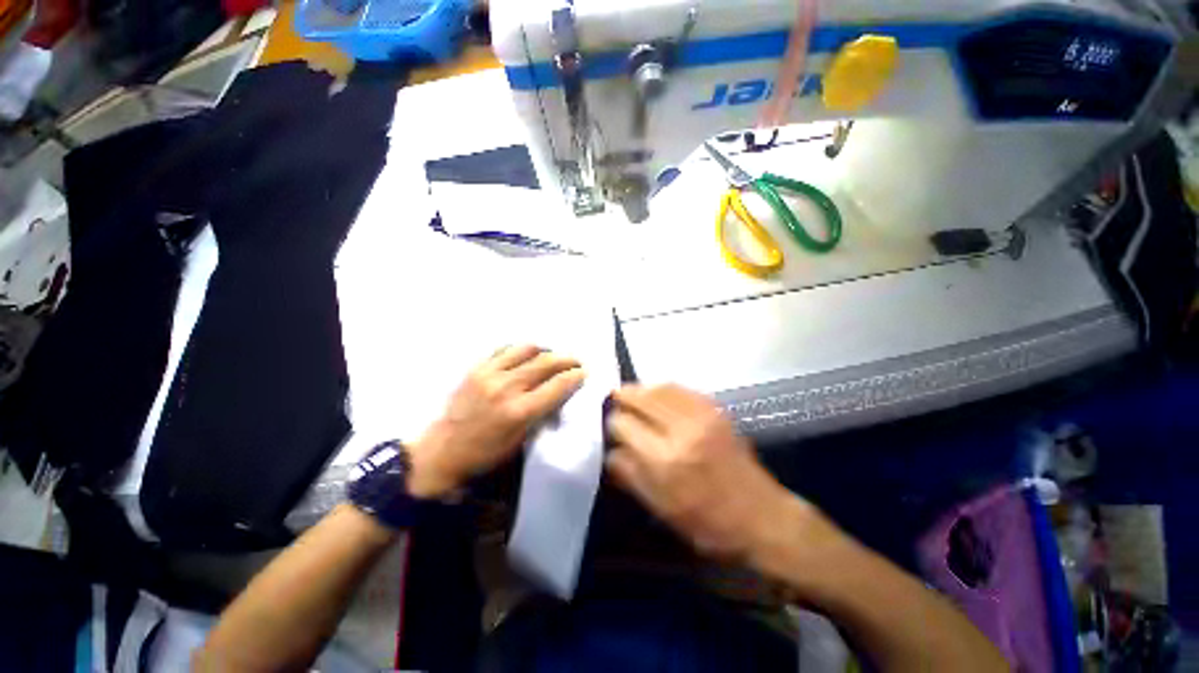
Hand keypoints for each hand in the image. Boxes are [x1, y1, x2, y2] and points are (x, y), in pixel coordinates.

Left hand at [407, 345, 585, 498]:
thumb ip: (542, 414)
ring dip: (545, 350)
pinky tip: (527, 355)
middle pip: (546, 363)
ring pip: (527, 349)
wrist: (442, 450)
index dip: (575, 376)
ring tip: (552, 355)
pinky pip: (505, 349)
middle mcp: (507, 387)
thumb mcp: (520, 441)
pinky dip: (521, 349)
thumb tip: (559, 393)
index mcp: (520, 411)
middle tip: (575, 361)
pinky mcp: (477, 368)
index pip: (558, 385)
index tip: (584, 372)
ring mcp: (490, 374)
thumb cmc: (485, 453)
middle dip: (566, 359)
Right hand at [605, 384, 804, 562]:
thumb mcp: (662, 509)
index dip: (612, 423)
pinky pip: (682, 389)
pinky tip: (657, 395)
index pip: (624, 425)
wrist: (763, 517)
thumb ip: (630, 475)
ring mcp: (702, 415)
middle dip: (622, 397)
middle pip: (640, 398)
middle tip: (613, 400)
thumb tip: (609, 451)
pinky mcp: (716, 410)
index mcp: (665, 460)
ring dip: (641, 389)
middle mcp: (681, 430)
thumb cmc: (709, 524)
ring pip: (660, 388)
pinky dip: (663, 388)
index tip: (610, 427)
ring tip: (631, 394)